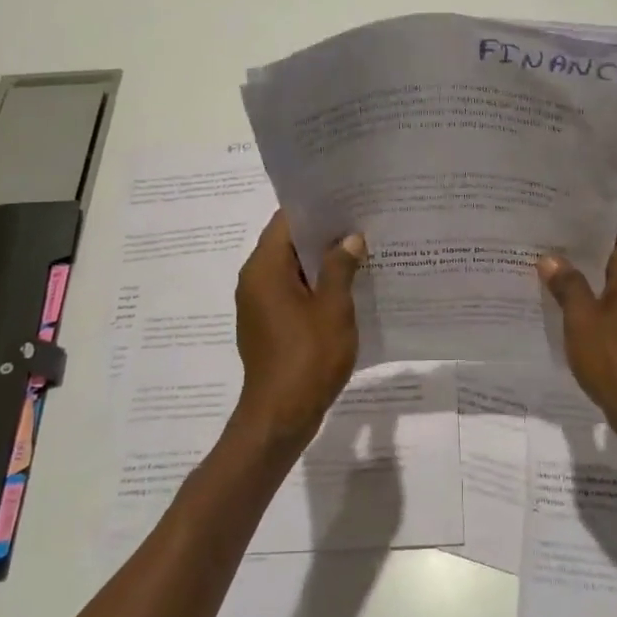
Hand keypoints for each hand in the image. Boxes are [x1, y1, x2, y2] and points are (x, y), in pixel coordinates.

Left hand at [231, 212, 365, 453]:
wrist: (280, 417)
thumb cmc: (308, 358)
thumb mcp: (333, 309)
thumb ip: (341, 268)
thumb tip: (349, 239)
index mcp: (264, 269)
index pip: (286, 221)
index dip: (316, 208)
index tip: (347, 200)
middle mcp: (254, 280)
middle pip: (288, 243)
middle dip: (324, 234)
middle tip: (362, 222)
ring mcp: (259, 304)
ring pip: (292, 269)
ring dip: (322, 261)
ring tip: (361, 250)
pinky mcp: (268, 324)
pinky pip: (291, 292)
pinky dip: (315, 285)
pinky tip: (347, 287)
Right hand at [538, 220, 616, 438]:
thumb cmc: (614, 356)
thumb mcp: (581, 317)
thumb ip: (567, 284)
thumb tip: (551, 259)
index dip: (589, 219)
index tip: (560, 213)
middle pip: (615, 254)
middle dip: (582, 248)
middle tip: (546, 240)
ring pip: (614, 281)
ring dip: (587, 276)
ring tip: (549, 270)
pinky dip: (595, 300)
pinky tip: (567, 306)